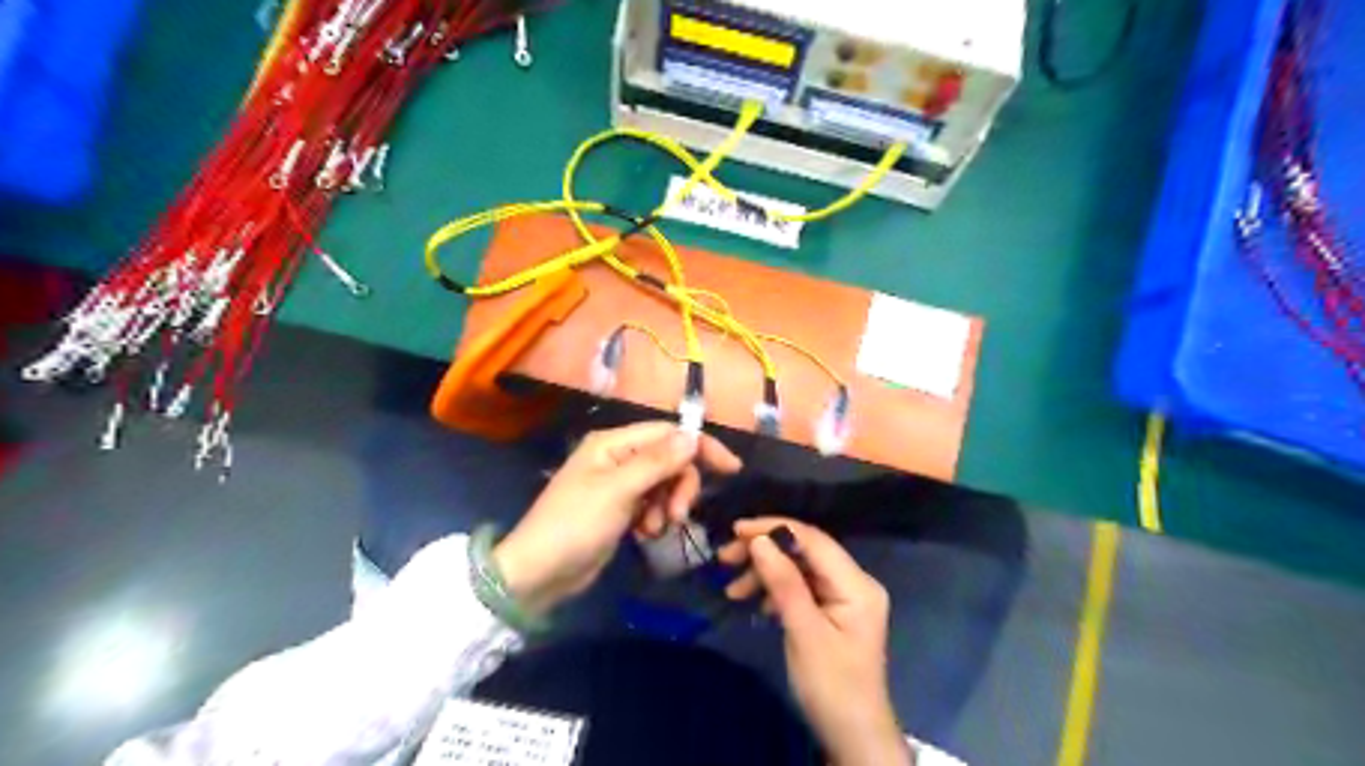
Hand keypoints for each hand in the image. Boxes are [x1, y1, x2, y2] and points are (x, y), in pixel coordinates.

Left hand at [498, 421, 743, 617]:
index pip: (668, 433)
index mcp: (613, 443)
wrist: (539, 573)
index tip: (731, 469)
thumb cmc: (575, 525)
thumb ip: (657, 462)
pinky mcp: (621, 509)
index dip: (701, 447)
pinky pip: (653, 504)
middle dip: (680, 486)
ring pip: (665, 484)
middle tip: (676, 515)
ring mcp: (619, 484)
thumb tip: (694, 436)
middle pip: (670, 460)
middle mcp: (618, 457)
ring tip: (654, 529)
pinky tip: (645, 534)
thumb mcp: (618, 491)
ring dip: (668, 505)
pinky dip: (656, 517)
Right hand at [719, 517, 909, 762]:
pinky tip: (755, 604)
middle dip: (765, 551)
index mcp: (857, 583)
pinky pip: (800, 587)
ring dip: (765, 573)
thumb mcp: (804, 632)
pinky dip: (775, 591)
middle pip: (804, 551)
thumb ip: (783, 583)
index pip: (813, 539)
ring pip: (798, 569)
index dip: (774, 528)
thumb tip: (759, 541)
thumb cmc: (832, 686)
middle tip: (726, 558)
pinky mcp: (831, 610)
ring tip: (732, 589)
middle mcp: (854, 581)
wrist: (853, 736)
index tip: (736, 530)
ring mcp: (843, 596)